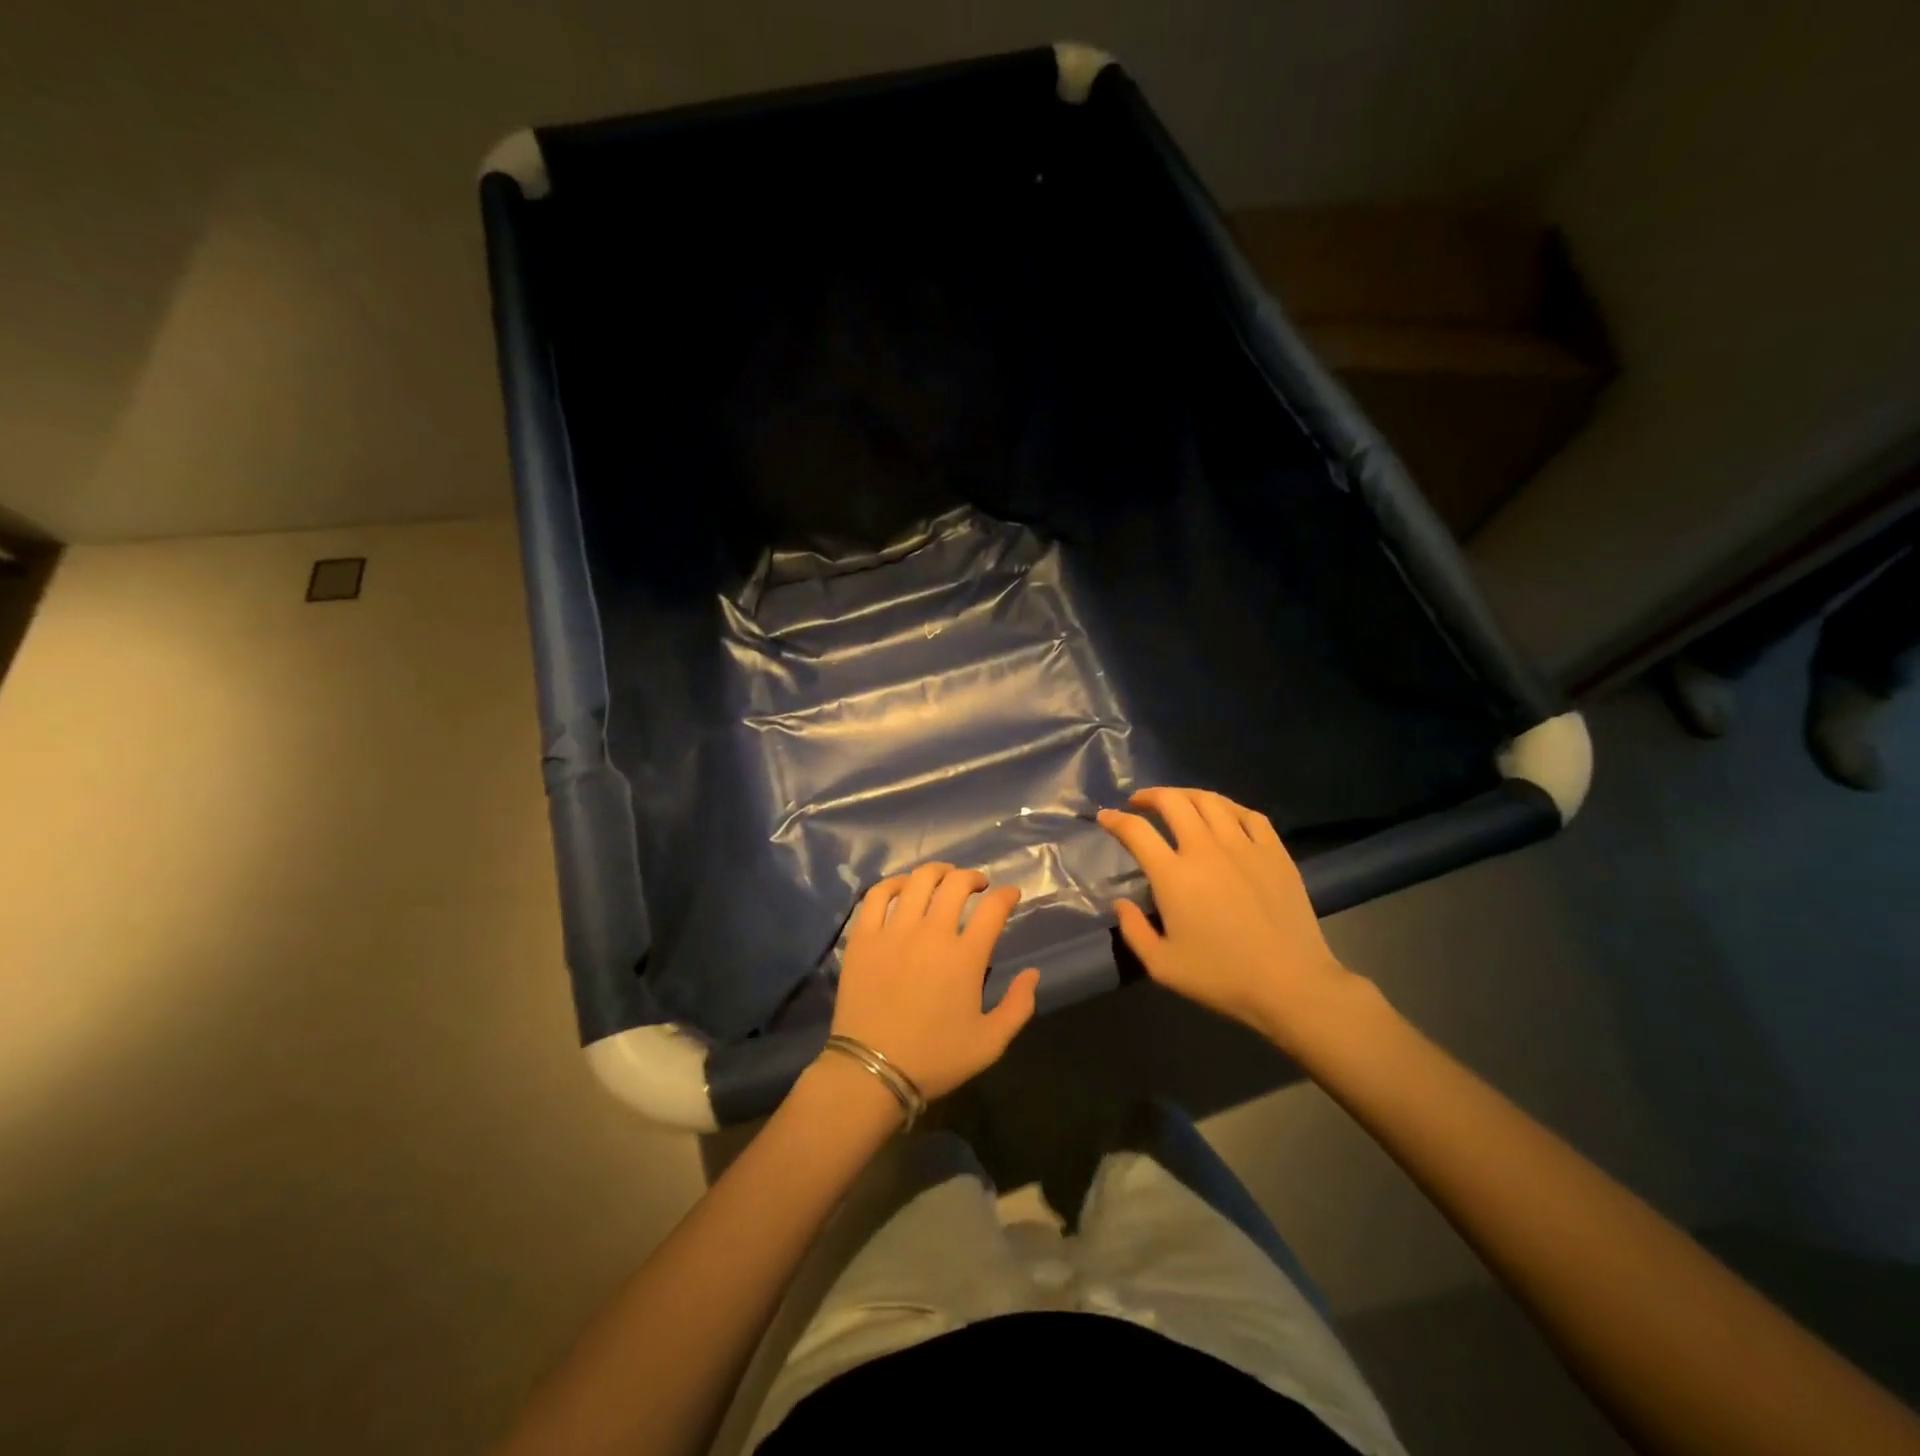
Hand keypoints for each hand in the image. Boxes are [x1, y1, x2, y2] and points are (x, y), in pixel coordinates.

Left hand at [829, 863, 1041, 1101]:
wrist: (872, 1072)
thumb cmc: (935, 1059)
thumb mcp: (990, 1043)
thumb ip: (1018, 1006)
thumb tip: (1033, 973)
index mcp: (965, 957)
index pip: (993, 908)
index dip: (1007, 895)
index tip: (1010, 895)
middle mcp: (931, 933)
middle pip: (956, 884)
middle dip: (973, 877)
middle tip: (978, 886)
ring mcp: (893, 932)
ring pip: (918, 881)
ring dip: (938, 873)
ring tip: (944, 878)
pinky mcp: (864, 937)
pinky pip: (877, 896)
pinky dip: (894, 884)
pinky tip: (903, 888)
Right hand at [1097, 788, 1356, 1048]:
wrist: (1291, 984)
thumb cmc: (1221, 977)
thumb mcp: (1162, 966)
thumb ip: (1133, 931)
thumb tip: (1120, 903)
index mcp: (1173, 875)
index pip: (1136, 831)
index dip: (1115, 819)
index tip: (1105, 817)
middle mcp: (1205, 849)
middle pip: (1172, 802)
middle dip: (1149, 796)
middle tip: (1139, 803)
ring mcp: (1243, 846)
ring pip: (1210, 801)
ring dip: (1186, 795)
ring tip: (1177, 802)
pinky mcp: (1274, 852)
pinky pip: (1249, 814)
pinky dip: (1228, 807)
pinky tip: (1223, 815)